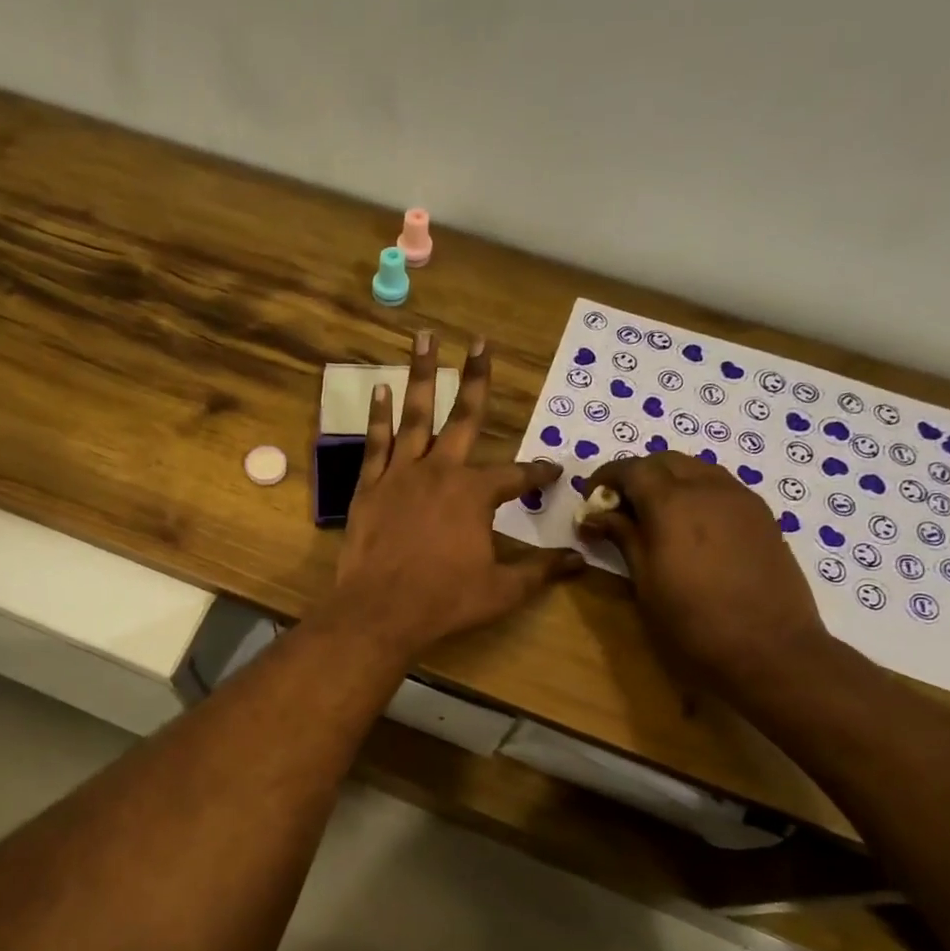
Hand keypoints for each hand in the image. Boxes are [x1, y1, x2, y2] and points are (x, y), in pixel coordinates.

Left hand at [327, 334, 580, 656]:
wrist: (379, 612)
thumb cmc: (444, 601)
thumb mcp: (501, 590)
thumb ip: (540, 571)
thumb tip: (580, 561)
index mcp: (475, 494)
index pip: (516, 474)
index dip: (537, 472)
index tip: (552, 470)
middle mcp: (440, 472)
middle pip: (464, 417)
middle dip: (477, 379)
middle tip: (480, 342)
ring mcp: (400, 475)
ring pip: (415, 416)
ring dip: (422, 376)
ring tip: (424, 338)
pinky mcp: (369, 487)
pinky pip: (375, 443)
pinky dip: (377, 416)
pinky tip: (380, 390)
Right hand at [581, 453, 831, 689]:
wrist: (770, 649)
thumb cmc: (693, 621)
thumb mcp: (645, 581)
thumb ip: (622, 537)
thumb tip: (594, 515)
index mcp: (672, 502)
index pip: (632, 469)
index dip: (606, 477)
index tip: (590, 499)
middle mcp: (709, 488)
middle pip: (665, 461)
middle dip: (637, 475)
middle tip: (618, 507)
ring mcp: (741, 499)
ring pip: (697, 469)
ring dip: (669, 480)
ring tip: (653, 515)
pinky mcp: (763, 516)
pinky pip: (721, 487)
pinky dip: (696, 493)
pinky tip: (689, 527)